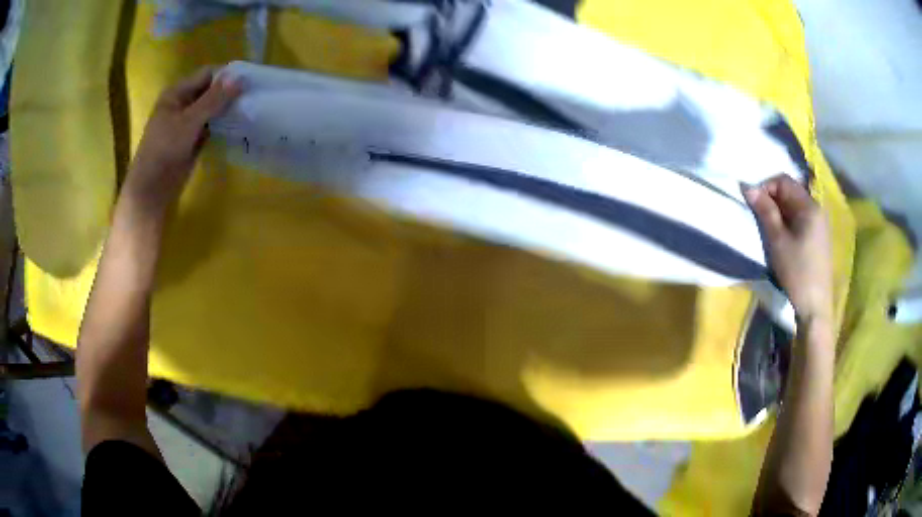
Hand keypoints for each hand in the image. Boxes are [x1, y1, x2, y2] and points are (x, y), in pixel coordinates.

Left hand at [123, 67, 240, 214]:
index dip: (227, 76)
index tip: (250, 80)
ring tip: (251, 109)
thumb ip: (214, 99)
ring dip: (228, 110)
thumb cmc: (164, 150)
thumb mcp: (189, 121)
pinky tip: (239, 125)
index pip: (207, 75)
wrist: (151, 190)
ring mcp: (187, 123)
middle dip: (229, 93)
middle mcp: (182, 104)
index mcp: (177, 93)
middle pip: (210, 91)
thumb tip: (240, 78)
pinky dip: (222, 125)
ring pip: (212, 109)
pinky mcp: (192, 140)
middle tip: (254, 95)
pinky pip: (210, 126)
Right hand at [744, 175, 832, 323]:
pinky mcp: (819, 237)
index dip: (765, 187)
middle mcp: (816, 208)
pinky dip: (788, 221)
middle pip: (791, 191)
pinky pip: (801, 218)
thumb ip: (765, 211)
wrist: (815, 306)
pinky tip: (782, 237)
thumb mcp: (777, 241)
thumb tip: (747, 186)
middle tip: (759, 217)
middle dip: (772, 199)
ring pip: (795, 205)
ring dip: (779, 211)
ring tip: (769, 228)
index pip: (784, 181)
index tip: (753, 204)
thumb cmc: (797, 272)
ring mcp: (819, 223)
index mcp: (809, 206)